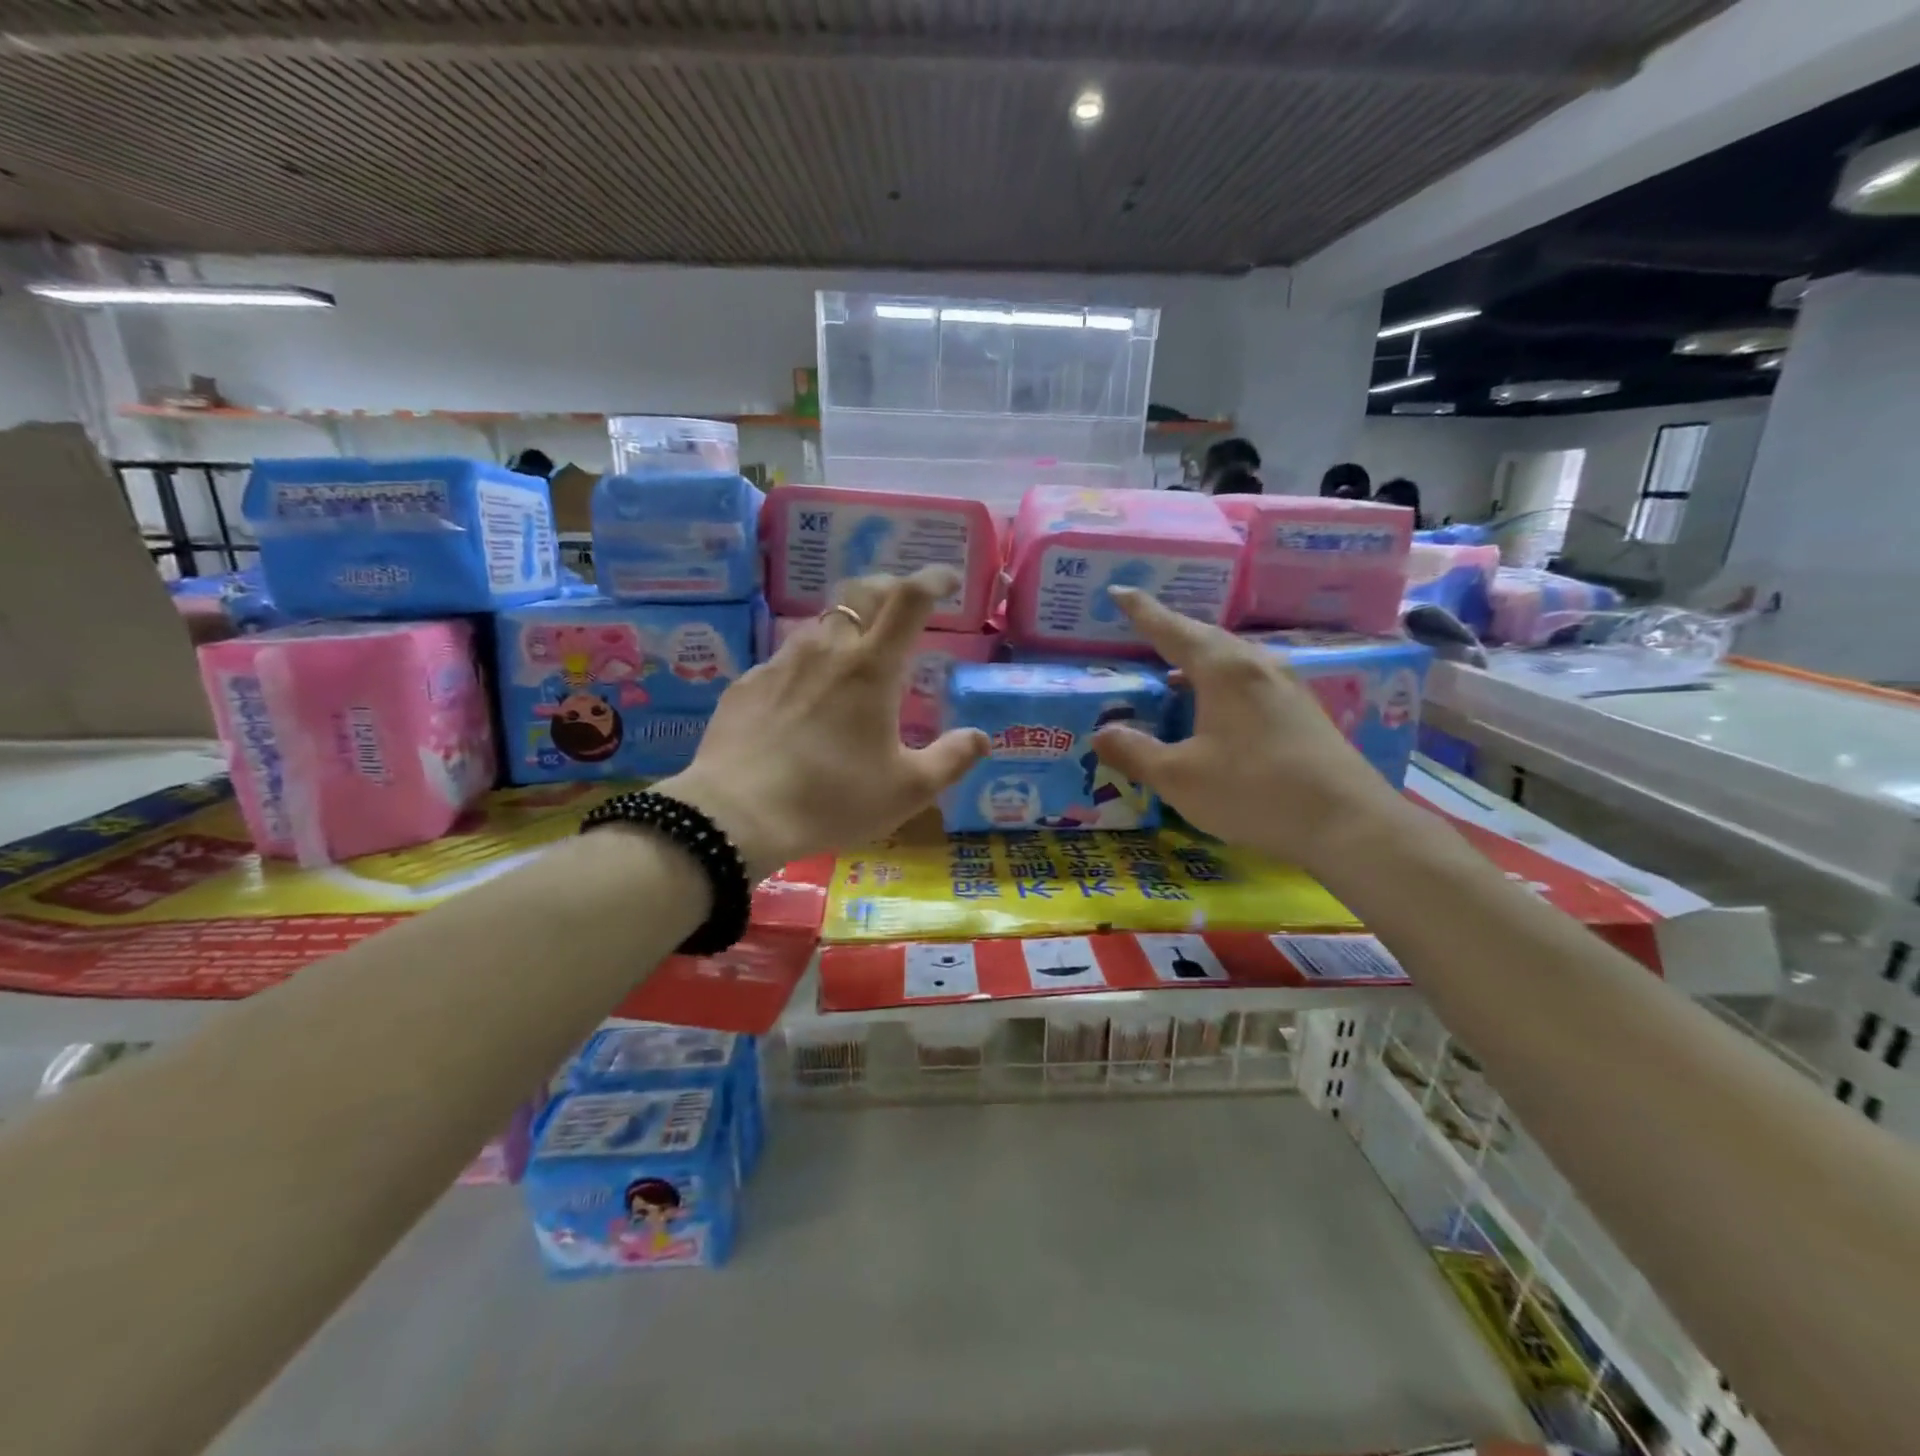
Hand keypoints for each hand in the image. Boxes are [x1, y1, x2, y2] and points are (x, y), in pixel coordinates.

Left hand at [657, 569, 988, 876]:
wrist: (737, 815)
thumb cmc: (833, 799)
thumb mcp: (907, 790)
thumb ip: (951, 760)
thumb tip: (981, 738)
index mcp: (872, 668)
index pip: (909, 600)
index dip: (932, 580)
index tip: (946, 580)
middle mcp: (827, 650)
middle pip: (861, 593)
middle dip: (888, 588)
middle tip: (903, 605)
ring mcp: (781, 662)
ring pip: (821, 623)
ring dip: (847, 626)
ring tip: (856, 654)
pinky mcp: (748, 683)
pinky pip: (786, 658)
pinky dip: (808, 664)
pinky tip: (805, 697)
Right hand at [1089, 588, 1409, 870]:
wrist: (1346, 823)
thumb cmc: (1253, 790)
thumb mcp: (1179, 777)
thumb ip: (1135, 752)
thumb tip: (1101, 733)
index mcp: (1223, 669)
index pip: (1171, 629)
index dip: (1142, 611)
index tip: (1118, 591)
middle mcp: (1257, 666)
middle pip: (1206, 637)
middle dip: (1171, 631)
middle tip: (1142, 628)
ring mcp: (1287, 686)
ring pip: (1232, 658)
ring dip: (1198, 659)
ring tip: (1173, 670)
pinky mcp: (1303, 711)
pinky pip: (1250, 679)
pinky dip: (1221, 681)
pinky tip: (1216, 705)